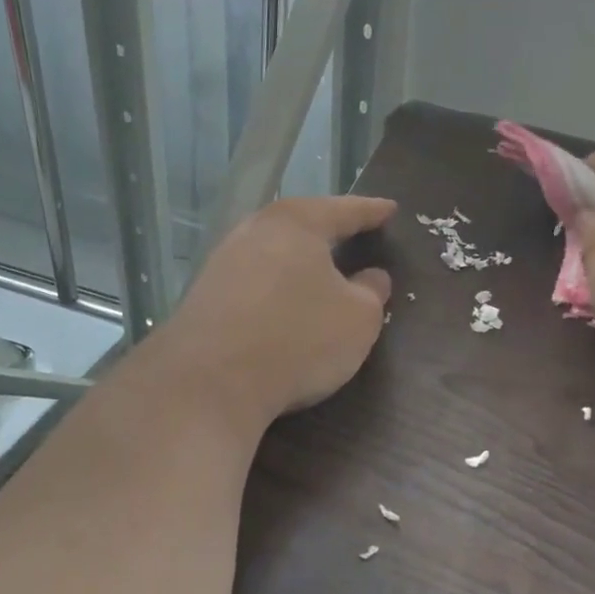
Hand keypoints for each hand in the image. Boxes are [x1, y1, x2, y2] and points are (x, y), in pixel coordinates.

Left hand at [159, 196, 394, 426]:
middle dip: (329, 230)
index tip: (390, 209)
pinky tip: (285, 303)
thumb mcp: (358, 319)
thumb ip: (372, 292)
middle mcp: (255, 230)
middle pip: (302, 224)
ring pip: (274, 251)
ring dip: (299, 261)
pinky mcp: (204, 295)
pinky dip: (276, 286)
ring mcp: (223, 261)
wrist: (208, 384)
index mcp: (297, 223)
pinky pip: (255, 279)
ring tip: (322, 270)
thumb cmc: (297, 339)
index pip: (345, 210)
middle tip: (354, 234)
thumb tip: (372, 277)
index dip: (372, 211)